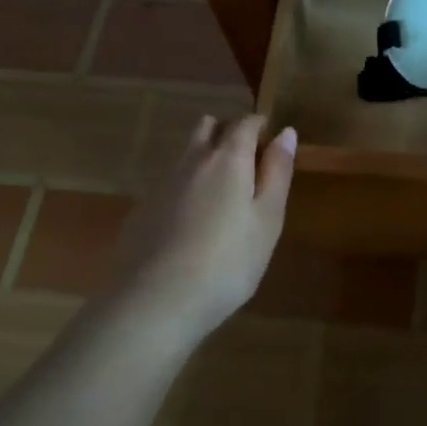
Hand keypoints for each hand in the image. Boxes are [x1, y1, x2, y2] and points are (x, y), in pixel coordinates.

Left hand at [105, 115, 295, 345]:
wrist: (155, 302)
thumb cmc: (228, 261)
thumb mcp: (267, 219)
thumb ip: (277, 172)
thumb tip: (285, 132)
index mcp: (227, 159)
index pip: (245, 123)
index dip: (260, 126)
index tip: (271, 142)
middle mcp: (191, 161)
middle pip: (208, 127)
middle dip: (228, 132)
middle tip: (247, 163)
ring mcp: (161, 185)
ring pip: (186, 155)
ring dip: (205, 159)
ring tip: (221, 197)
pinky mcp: (141, 211)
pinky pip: (169, 185)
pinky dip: (185, 190)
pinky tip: (191, 226)